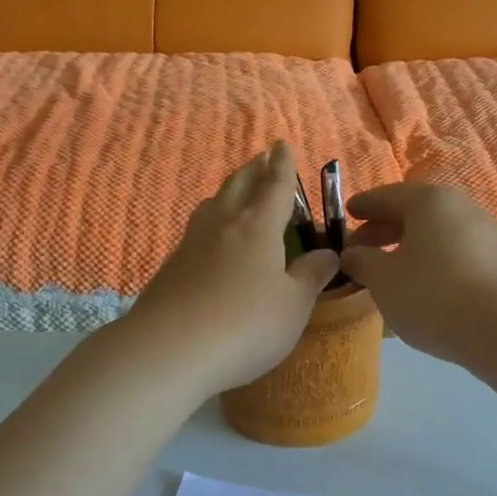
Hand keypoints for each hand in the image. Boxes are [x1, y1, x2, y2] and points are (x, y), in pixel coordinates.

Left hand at [127, 142, 340, 396]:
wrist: (168, 351)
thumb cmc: (245, 325)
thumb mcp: (293, 305)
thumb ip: (311, 276)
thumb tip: (328, 253)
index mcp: (257, 227)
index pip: (275, 186)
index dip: (282, 165)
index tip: (282, 144)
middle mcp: (223, 226)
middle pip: (238, 186)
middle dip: (253, 171)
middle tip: (261, 160)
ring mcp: (191, 245)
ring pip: (213, 206)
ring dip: (228, 193)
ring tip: (237, 195)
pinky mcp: (171, 268)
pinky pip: (197, 232)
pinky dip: (211, 224)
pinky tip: (213, 243)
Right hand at [339, 182, 496, 363]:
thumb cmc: (431, 294)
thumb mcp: (383, 279)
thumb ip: (362, 261)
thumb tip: (352, 253)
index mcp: (428, 201)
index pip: (386, 196)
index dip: (363, 206)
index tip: (346, 215)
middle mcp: (460, 207)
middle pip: (414, 212)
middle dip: (384, 229)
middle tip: (360, 250)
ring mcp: (486, 232)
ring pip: (436, 233)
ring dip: (410, 246)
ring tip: (390, 271)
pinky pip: (456, 251)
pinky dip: (434, 260)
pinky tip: (423, 284)